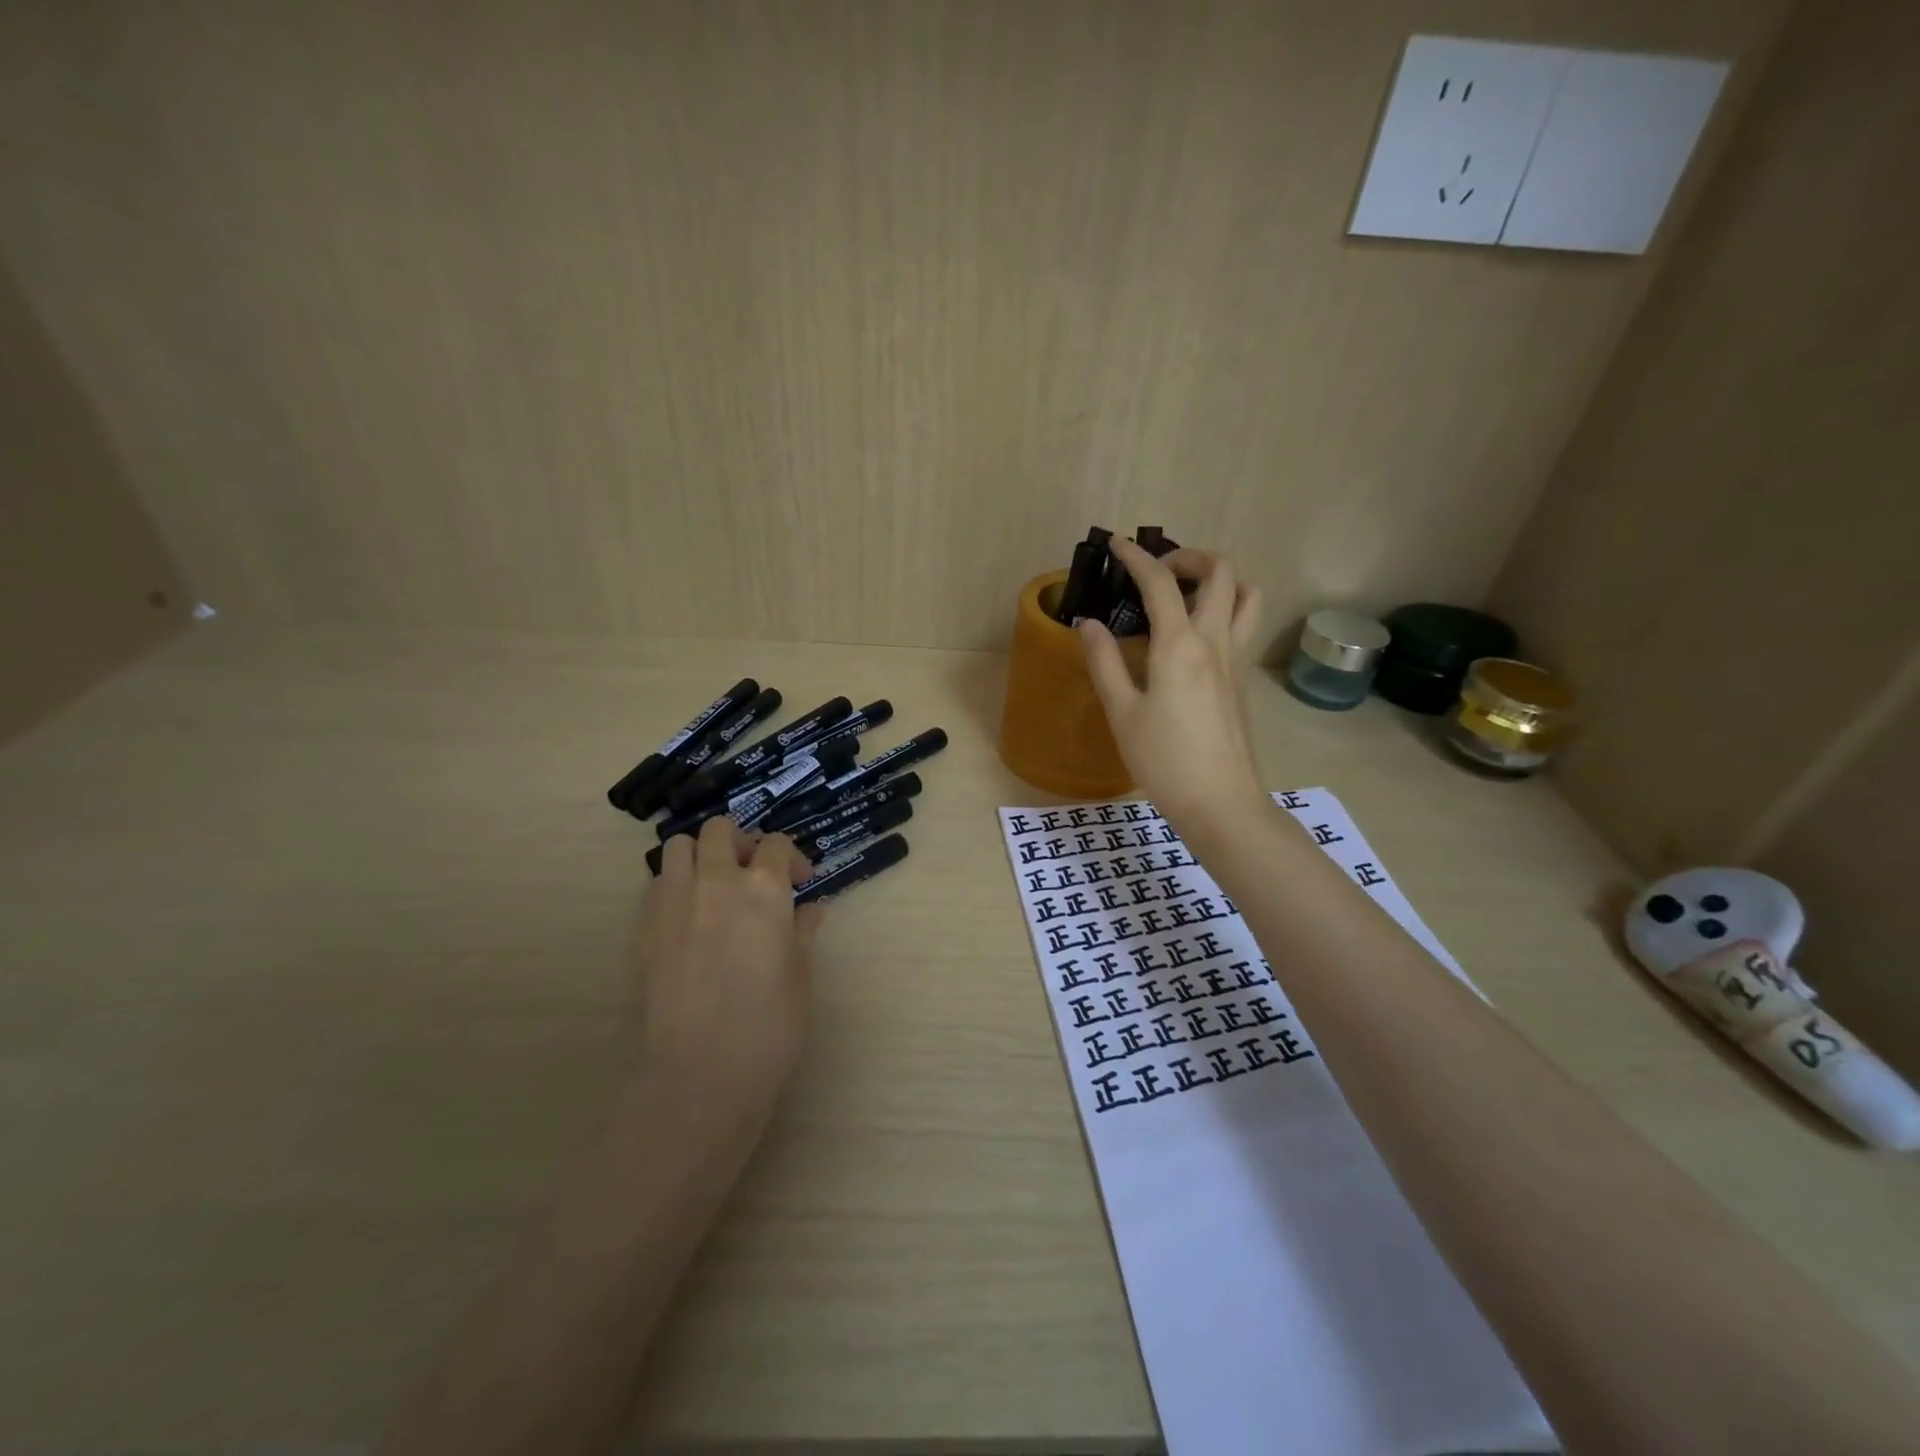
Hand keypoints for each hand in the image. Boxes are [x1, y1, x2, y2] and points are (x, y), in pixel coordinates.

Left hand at [634, 815, 823, 1128]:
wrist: (699, 1074)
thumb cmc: (768, 1027)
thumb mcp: (801, 977)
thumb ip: (803, 933)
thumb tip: (810, 910)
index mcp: (763, 889)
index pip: (777, 845)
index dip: (793, 858)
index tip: (801, 882)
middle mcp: (716, 881)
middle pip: (720, 830)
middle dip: (741, 842)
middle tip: (754, 874)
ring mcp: (674, 901)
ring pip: (679, 846)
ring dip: (701, 854)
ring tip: (715, 884)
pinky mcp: (645, 927)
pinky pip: (657, 883)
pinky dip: (675, 883)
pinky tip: (690, 915)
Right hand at [1079, 538, 1267, 836]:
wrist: (1221, 802)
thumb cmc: (1164, 760)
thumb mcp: (1122, 713)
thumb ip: (1104, 663)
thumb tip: (1088, 623)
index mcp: (1180, 646)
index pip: (1160, 583)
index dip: (1136, 557)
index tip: (1116, 544)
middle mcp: (1215, 641)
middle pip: (1220, 572)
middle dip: (1188, 556)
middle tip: (1157, 569)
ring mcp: (1237, 659)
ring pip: (1245, 594)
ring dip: (1219, 577)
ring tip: (1187, 589)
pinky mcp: (1243, 679)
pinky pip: (1243, 623)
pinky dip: (1225, 605)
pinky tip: (1195, 632)